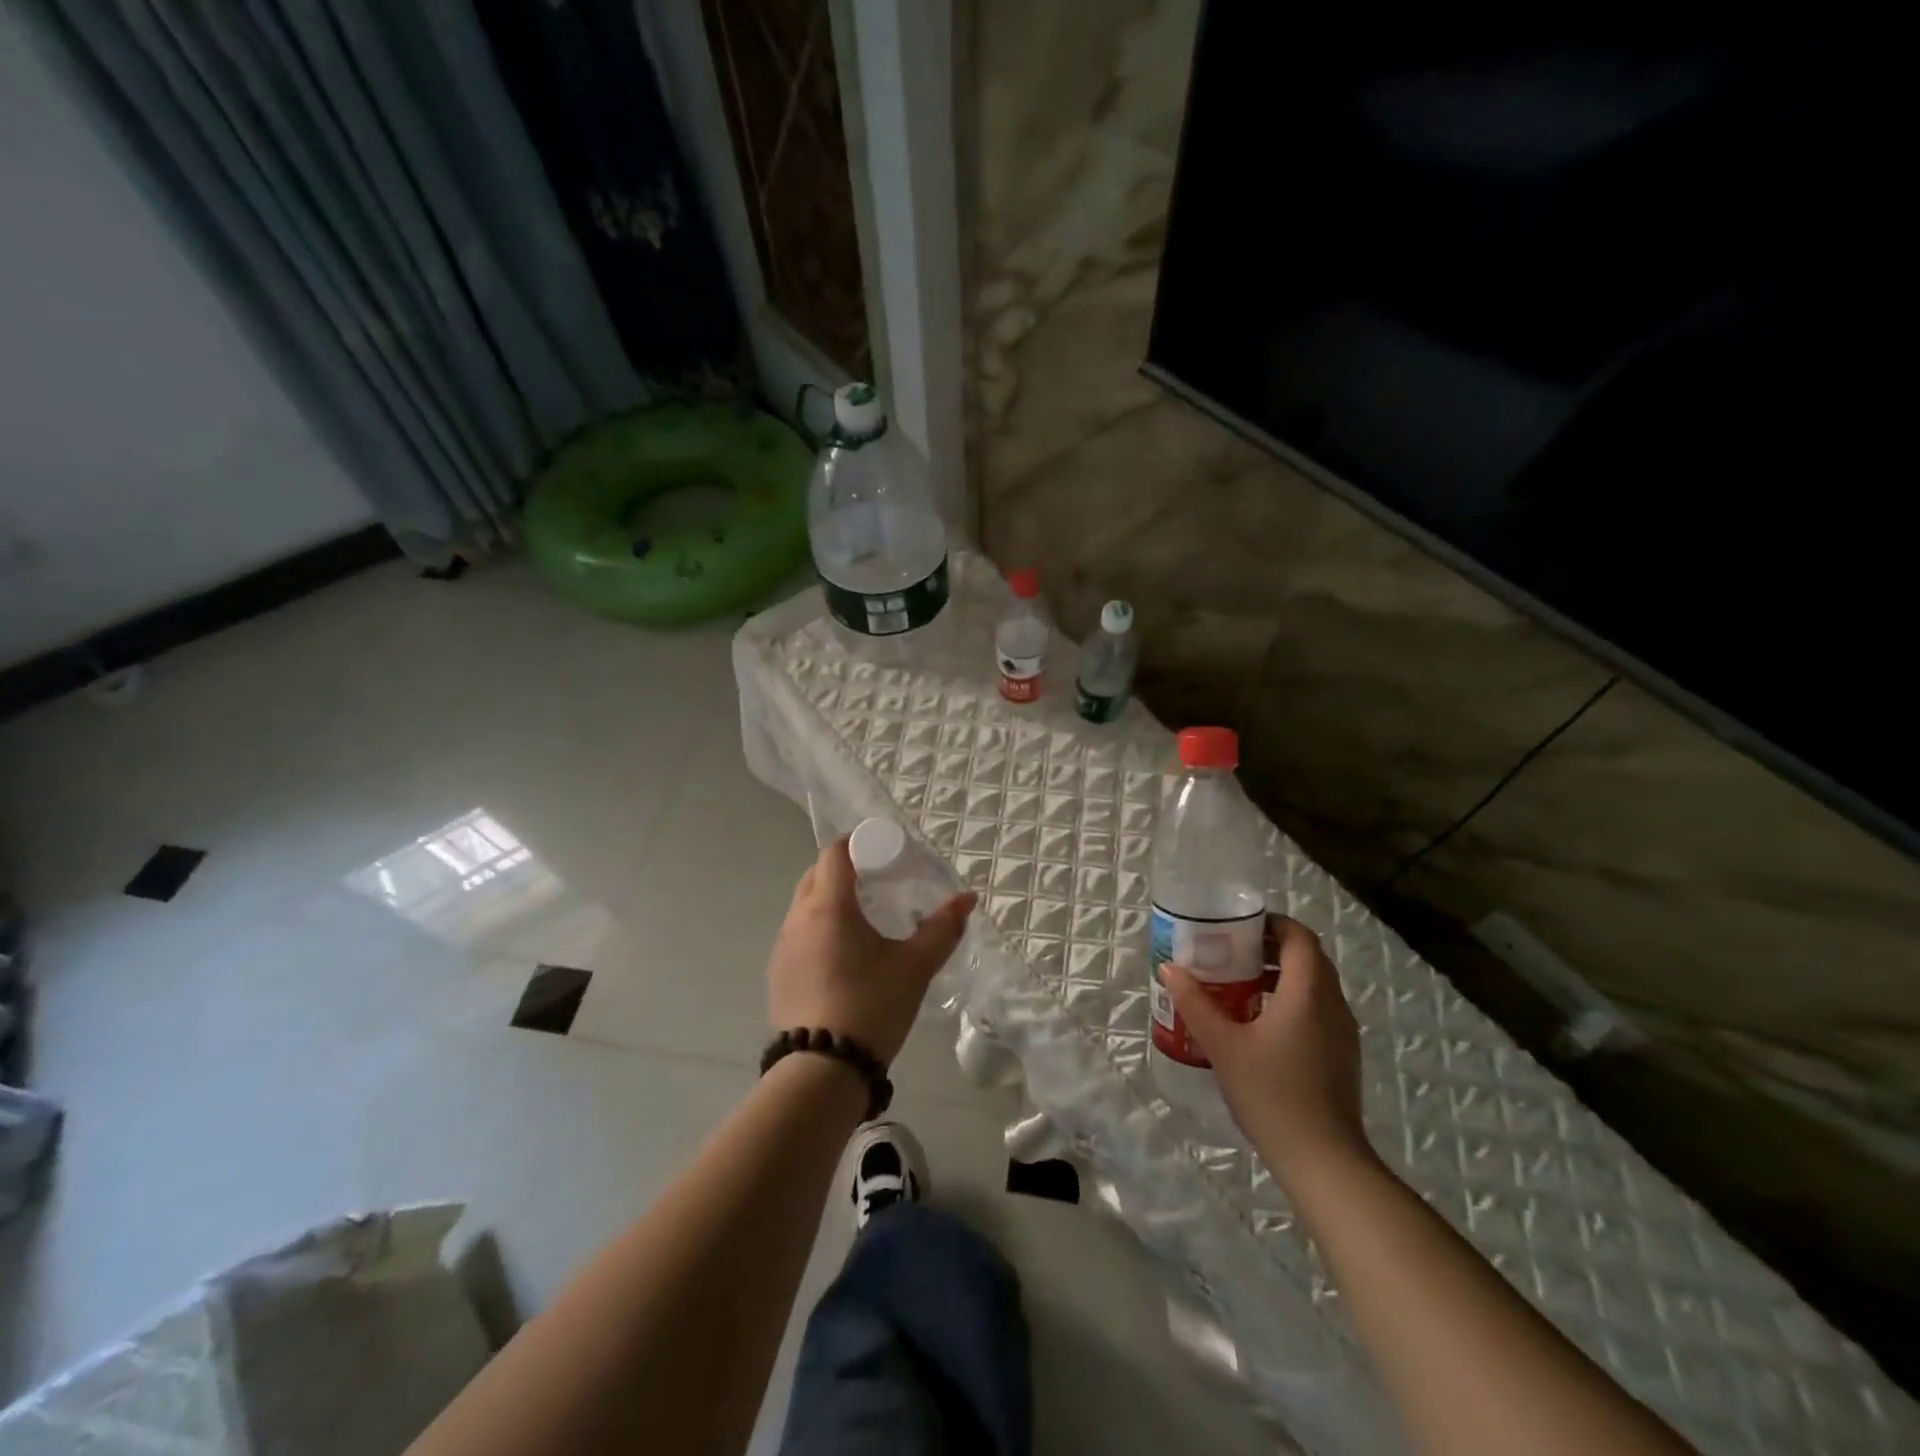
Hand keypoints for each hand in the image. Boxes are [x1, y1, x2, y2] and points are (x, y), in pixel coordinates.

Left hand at [766, 836, 976, 1064]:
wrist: (821, 1071)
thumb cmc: (871, 1005)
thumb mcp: (915, 966)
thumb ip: (941, 929)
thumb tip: (967, 899)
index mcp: (828, 906)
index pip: (834, 853)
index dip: (858, 844)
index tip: (883, 853)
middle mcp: (797, 918)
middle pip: (816, 875)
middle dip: (845, 871)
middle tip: (878, 884)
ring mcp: (782, 948)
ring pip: (804, 906)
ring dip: (829, 902)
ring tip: (863, 921)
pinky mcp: (777, 975)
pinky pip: (798, 936)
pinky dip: (819, 930)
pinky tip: (843, 957)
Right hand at [1162, 916, 1370, 1187]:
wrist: (1324, 1160)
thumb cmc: (1271, 1093)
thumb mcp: (1222, 1045)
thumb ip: (1195, 1003)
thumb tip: (1169, 967)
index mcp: (1307, 992)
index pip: (1300, 937)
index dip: (1273, 923)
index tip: (1239, 927)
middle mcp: (1332, 1004)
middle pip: (1308, 958)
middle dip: (1271, 948)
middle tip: (1231, 953)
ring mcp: (1343, 1032)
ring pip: (1315, 985)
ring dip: (1281, 976)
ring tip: (1239, 987)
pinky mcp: (1342, 1056)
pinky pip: (1319, 1010)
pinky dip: (1292, 1002)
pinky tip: (1260, 1026)